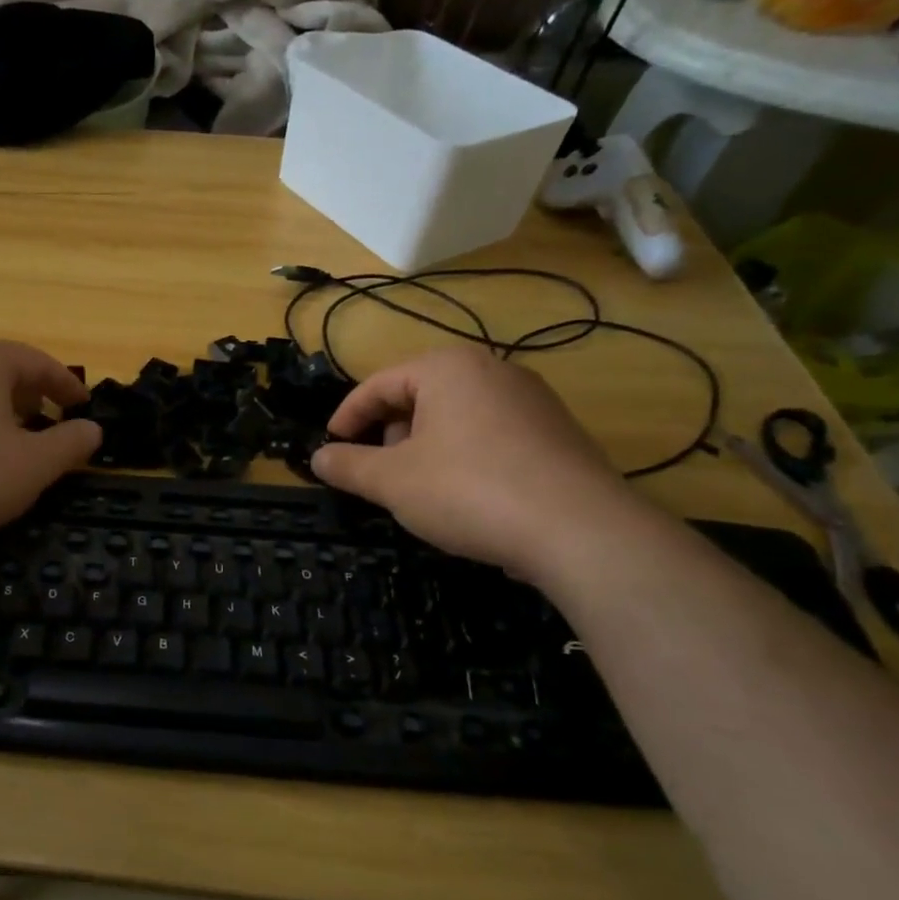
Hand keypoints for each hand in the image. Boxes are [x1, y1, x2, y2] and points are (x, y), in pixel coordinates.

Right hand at [308, 348, 639, 574]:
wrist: (580, 531)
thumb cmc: (469, 491)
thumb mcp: (392, 481)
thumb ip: (348, 465)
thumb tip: (318, 457)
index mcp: (447, 368)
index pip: (378, 385)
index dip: (346, 418)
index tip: (330, 449)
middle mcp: (492, 371)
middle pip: (418, 397)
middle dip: (389, 435)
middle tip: (377, 475)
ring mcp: (531, 400)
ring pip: (455, 417)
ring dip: (424, 449)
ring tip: (419, 490)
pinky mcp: (557, 433)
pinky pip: (490, 435)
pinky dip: (464, 458)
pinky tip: (465, 497)